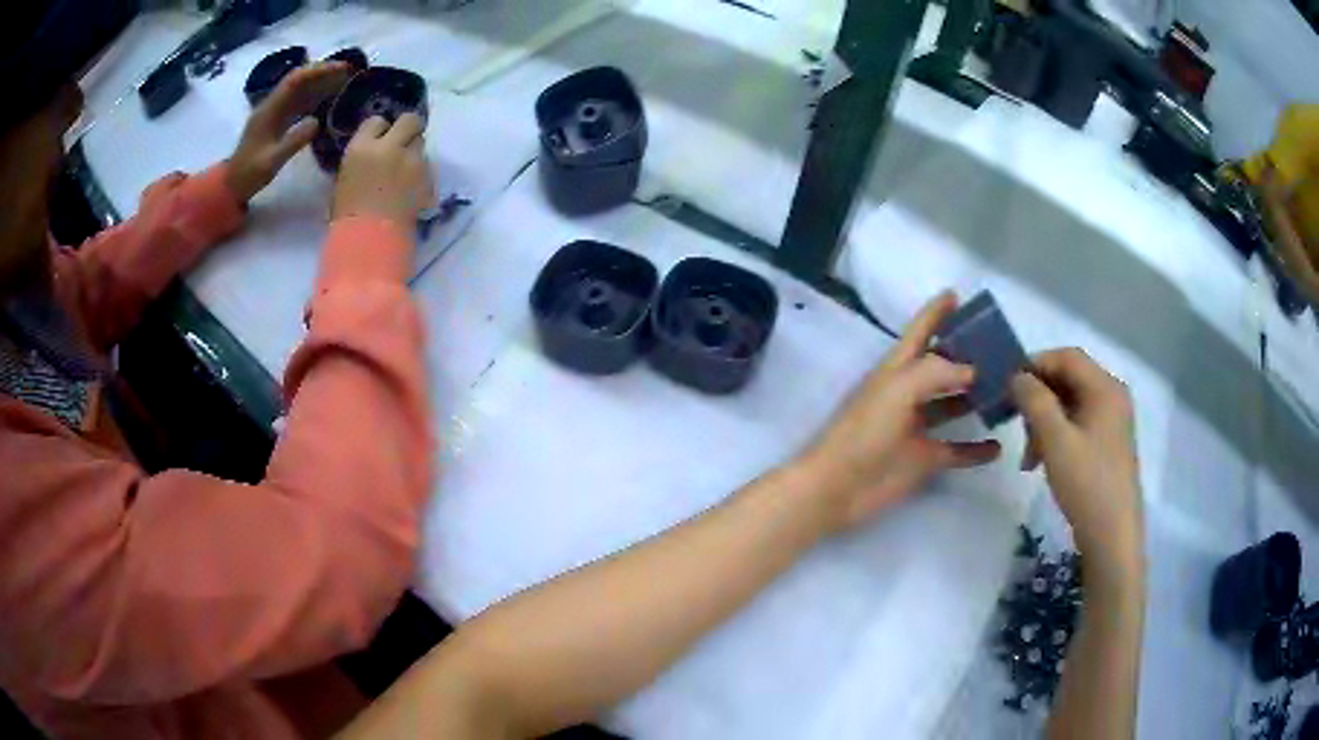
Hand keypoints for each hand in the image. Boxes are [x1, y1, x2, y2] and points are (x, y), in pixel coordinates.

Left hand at [226, 62, 351, 202]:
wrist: (231, 186)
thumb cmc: (249, 174)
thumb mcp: (272, 161)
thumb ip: (293, 141)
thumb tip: (317, 121)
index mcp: (269, 110)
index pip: (295, 80)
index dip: (318, 71)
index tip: (341, 69)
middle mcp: (271, 105)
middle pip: (299, 79)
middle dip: (322, 72)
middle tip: (348, 72)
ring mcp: (273, 113)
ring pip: (299, 90)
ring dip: (320, 82)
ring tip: (343, 81)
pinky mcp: (276, 121)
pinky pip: (297, 102)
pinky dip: (314, 96)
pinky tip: (327, 98)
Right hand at [331, 113, 433, 228]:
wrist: (368, 243)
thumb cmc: (346, 218)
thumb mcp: (345, 179)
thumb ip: (362, 159)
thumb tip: (375, 151)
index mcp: (361, 148)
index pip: (377, 121)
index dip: (380, 130)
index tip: (379, 141)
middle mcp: (389, 147)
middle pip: (410, 120)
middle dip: (408, 130)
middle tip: (402, 145)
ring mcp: (412, 161)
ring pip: (421, 143)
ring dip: (415, 152)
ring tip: (406, 171)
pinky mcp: (428, 177)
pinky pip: (428, 166)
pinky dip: (422, 174)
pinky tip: (412, 189)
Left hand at [798, 292, 1001, 532]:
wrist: (838, 488)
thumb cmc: (864, 432)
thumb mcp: (898, 389)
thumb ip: (936, 372)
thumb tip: (972, 369)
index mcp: (897, 370)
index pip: (919, 332)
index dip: (935, 312)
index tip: (956, 294)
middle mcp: (909, 394)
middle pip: (942, 367)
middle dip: (968, 355)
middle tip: (1002, 348)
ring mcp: (917, 428)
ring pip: (953, 406)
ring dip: (977, 399)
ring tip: (1009, 391)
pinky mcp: (923, 460)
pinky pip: (956, 451)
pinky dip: (975, 450)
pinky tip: (997, 448)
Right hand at [1010, 349, 1142, 576]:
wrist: (1113, 536)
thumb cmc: (1086, 483)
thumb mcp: (1055, 440)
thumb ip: (1035, 401)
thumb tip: (1017, 375)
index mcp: (1105, 388)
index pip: (1067, 357)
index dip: (1035, 364)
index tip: (1007, 385)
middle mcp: (1112, 397)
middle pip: (1069, 379)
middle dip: (1038, 398)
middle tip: (1014, 424)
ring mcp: (1112, 421)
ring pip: (1070, 405)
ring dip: (1044, 421)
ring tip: (1028, 455)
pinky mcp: (1108, 444)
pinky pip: (1078, 425)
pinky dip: (1056, 436)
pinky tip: (1042, 461)